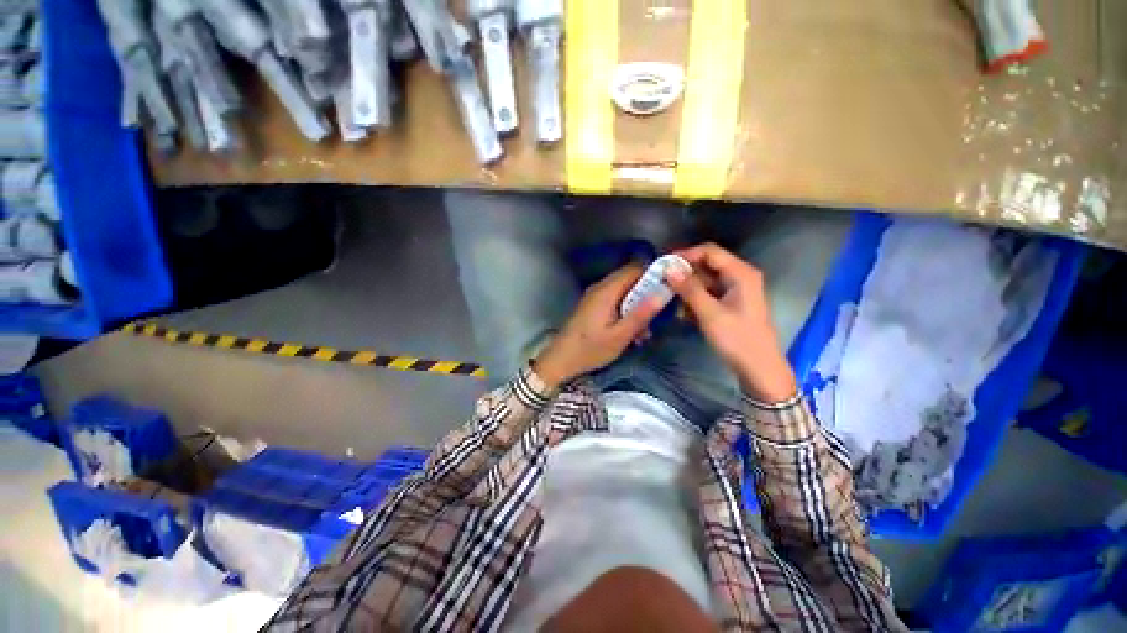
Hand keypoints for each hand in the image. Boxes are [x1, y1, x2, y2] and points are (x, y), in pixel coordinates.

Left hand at [534, 264, 664, 387]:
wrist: (561, 360)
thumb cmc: (590, 350)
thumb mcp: (620, 335)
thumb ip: (642, 313)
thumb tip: (665, 291)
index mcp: (607, 290)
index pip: (636, 268)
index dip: (656, 274)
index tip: (672, 287)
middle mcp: (601, 287)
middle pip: (631, 279)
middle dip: (648, 294)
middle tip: (659, 315)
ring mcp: (595, 296)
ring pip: (625, 291)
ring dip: (638, 307)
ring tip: (644, 332)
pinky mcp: (593, 306)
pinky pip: (616, 300)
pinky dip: (627, 312)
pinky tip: (630, 332)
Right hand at [666, 243, 796, 402]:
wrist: (759, 369)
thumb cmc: (737, 339)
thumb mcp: (710, 313)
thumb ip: (689, 289)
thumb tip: (669, 269)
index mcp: (740, 273)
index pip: (709, 252)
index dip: (685, 255)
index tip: (663, 264)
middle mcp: (740, 277)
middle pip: (707, 265)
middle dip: (684, 272)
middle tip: (661, 281)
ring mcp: (736, 291)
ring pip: (706, 281)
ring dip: (687, 288)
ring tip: (668, 297)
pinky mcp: (731, 304)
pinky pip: (709, 294)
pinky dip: (695, 299)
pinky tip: (682, 311)